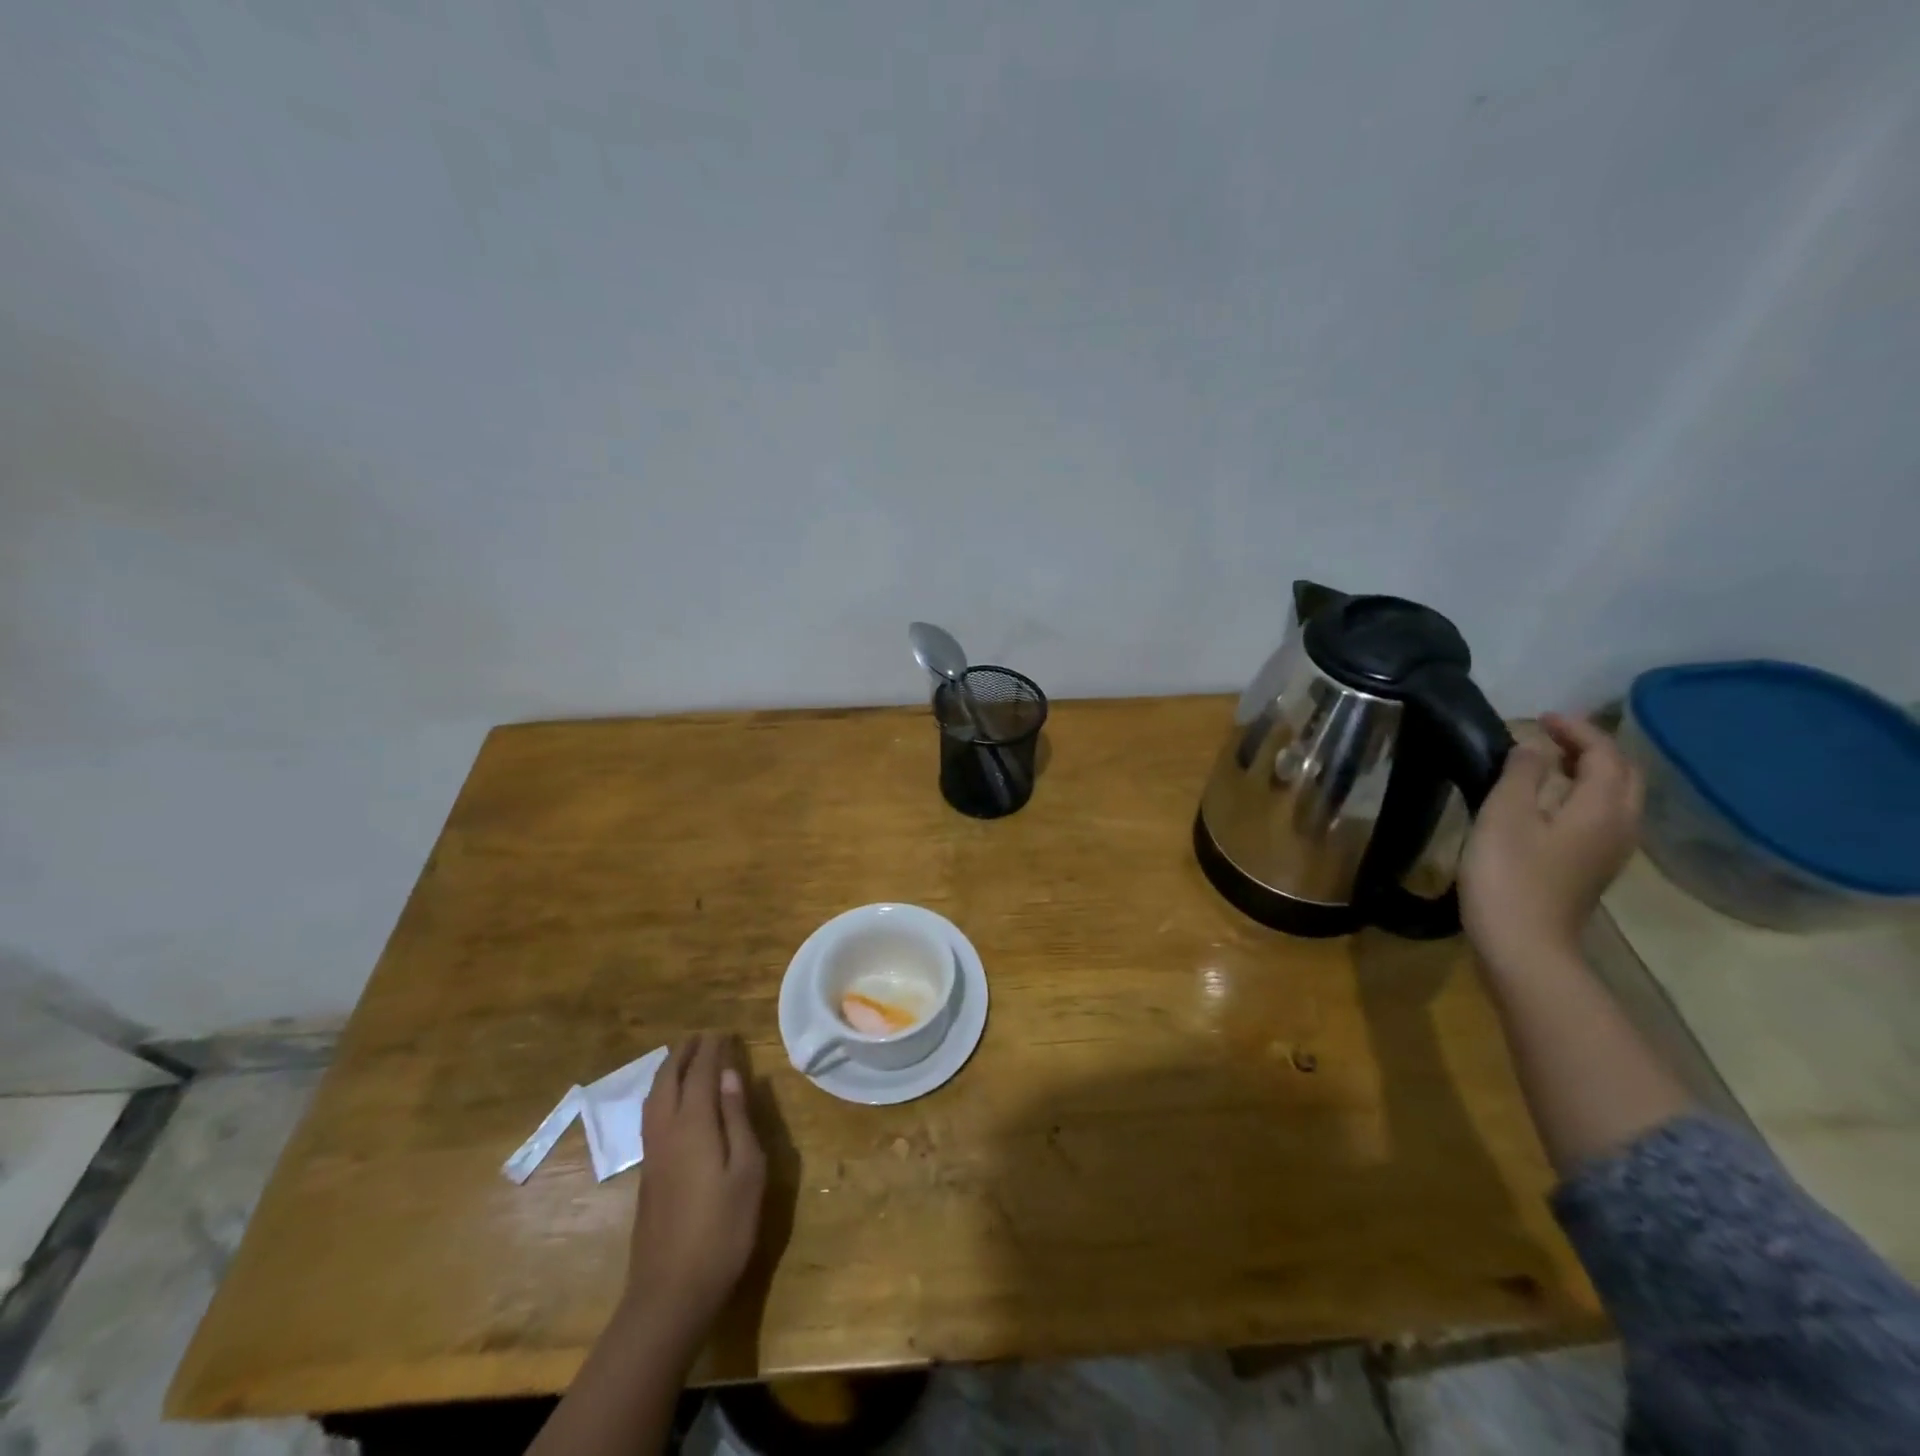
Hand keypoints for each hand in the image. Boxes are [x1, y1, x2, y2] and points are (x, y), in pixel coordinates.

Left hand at [623, 1033, 765, 1352]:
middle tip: (703, 1037)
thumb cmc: (722, 1229)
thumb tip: (731, 1075)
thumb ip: (738, 1119)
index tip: (724, 1032)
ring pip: (654, 1097)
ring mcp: (652, 1153)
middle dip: (685, 1054)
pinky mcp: (648, 1174)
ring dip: (670, 1071)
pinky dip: (663, 1093)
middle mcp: (667, 1130)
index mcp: (693, 1124)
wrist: (670, 1293)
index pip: (701, 1072)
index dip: (713, 1050)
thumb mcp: (747, 1170)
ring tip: (686, 1059)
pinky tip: (673, 1102)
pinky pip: (651, 1115)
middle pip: (669, 1079)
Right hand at [1460, 713, 1643, 972]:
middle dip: (1592, 748)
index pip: (1604, 754)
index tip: (1541, 717)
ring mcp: (1611, 850)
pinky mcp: (1593, 868)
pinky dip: (1583, 795)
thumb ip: (1521, 773)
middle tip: (1550, 736)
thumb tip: (1532, 748)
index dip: (1576, 729)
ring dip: (1589, 772)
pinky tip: (1550, 800)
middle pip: (1622, 774)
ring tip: (1549, 762)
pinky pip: (1602, 816)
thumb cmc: (1508, 873)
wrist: (1523, 943)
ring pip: (1616, 797)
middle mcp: (1621, 825)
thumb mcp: (1504, 814)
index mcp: (1603, 807)